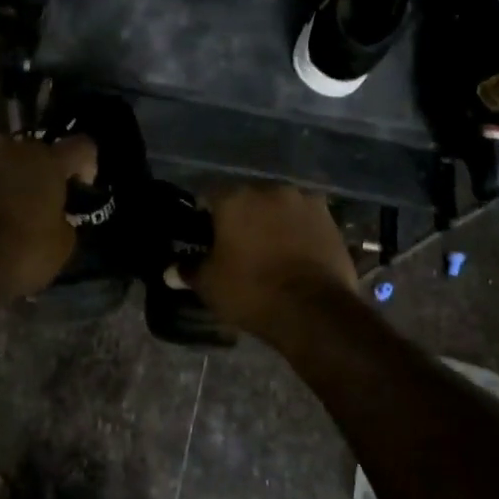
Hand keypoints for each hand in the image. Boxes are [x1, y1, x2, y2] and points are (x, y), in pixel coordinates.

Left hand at [0, 134, 97, 305]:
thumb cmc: (17, 255)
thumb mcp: (61, 247)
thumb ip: (64, 221)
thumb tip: (54, 217)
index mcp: (46, 161)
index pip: (80, 146)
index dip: (87, 165)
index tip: (81, 188)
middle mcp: (10, 149)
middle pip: (35, 153)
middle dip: (41, 175)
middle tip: (41, 205)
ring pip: (1, 164)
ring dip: (8, 181)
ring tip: (5, 213)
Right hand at [188, 184, 358, 338]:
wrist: (314, 310)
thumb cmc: (252, 291)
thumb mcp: (210, 285)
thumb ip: (188, 271)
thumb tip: (169, 271)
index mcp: (234, 198)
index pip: (209, 195)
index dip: (204, 215)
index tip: (205, 236)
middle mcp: (269, 189)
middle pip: (247, 197)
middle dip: (241, 216)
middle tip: (238, 244)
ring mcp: (304, 200)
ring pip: (278, 206)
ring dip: (272, 220)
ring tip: (271, 248)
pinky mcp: (329, 217)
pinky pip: (304, 218)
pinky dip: (298, 229)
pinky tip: (296, 251)